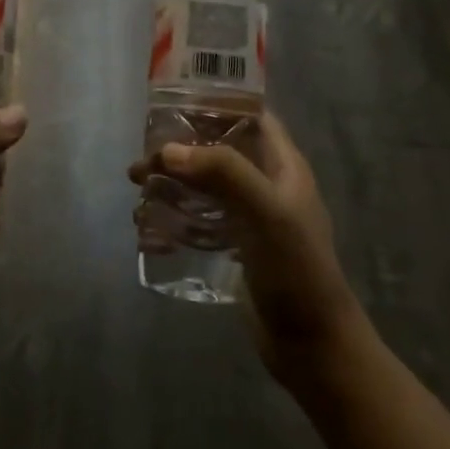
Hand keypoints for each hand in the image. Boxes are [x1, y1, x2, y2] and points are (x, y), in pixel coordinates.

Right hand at [130, 114, 366, 385]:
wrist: (312, 346)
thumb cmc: (296, 270)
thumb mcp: (266, 212)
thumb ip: (223, 172)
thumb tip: (168, 151)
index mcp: (282, 165)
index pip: (250, 115)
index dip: (216, 103)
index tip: (173, 102)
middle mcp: (266, 183)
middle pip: (218, 150)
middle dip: (180, 149)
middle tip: (143, 159)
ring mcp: (250, 217)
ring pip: (203, 185)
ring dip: (171, 183)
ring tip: (137, 190)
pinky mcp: (236, 247)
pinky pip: (198, 220)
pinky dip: (173, 218)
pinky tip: (147, 229)